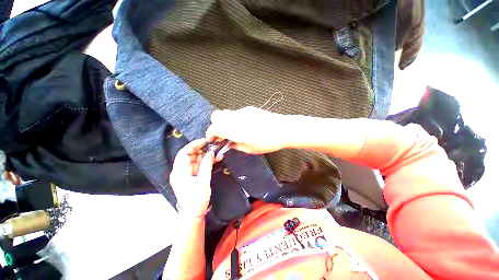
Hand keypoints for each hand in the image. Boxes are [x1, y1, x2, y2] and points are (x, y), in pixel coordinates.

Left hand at [169, 139, 214, 214]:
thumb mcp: (203, 182)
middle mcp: (181, 171)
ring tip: (218, 155)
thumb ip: (206, 165)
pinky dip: (207, 162)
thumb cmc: (196, 199)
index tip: (205, 141)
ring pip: (197, 160)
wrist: (193, 214)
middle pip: (191, 155)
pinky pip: (199, 165)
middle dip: (203, 151)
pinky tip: (215, 160)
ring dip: (207, 157)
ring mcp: (187, 173)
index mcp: (179, 172)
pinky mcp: (192, 176)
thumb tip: (211, 152)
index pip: (184, 153)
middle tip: (214, 149)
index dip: (194, 145)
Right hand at [206, 107, 287, 154]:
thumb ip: (235, 145)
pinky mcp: (249, 108)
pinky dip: (235, 119)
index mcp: (232, 129)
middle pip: (216, 116)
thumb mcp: (249, 149)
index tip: (213, 140)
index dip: (210, 135)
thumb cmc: (266, 142)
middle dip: (215, 125)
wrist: (282, 129)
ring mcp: (241, 111)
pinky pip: (236, 113)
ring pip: (226, 113)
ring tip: (234, 131)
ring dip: (225, 122)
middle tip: (222, 135)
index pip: (213, 128)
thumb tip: (229, 143)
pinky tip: (245, 125)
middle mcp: (234, 118)